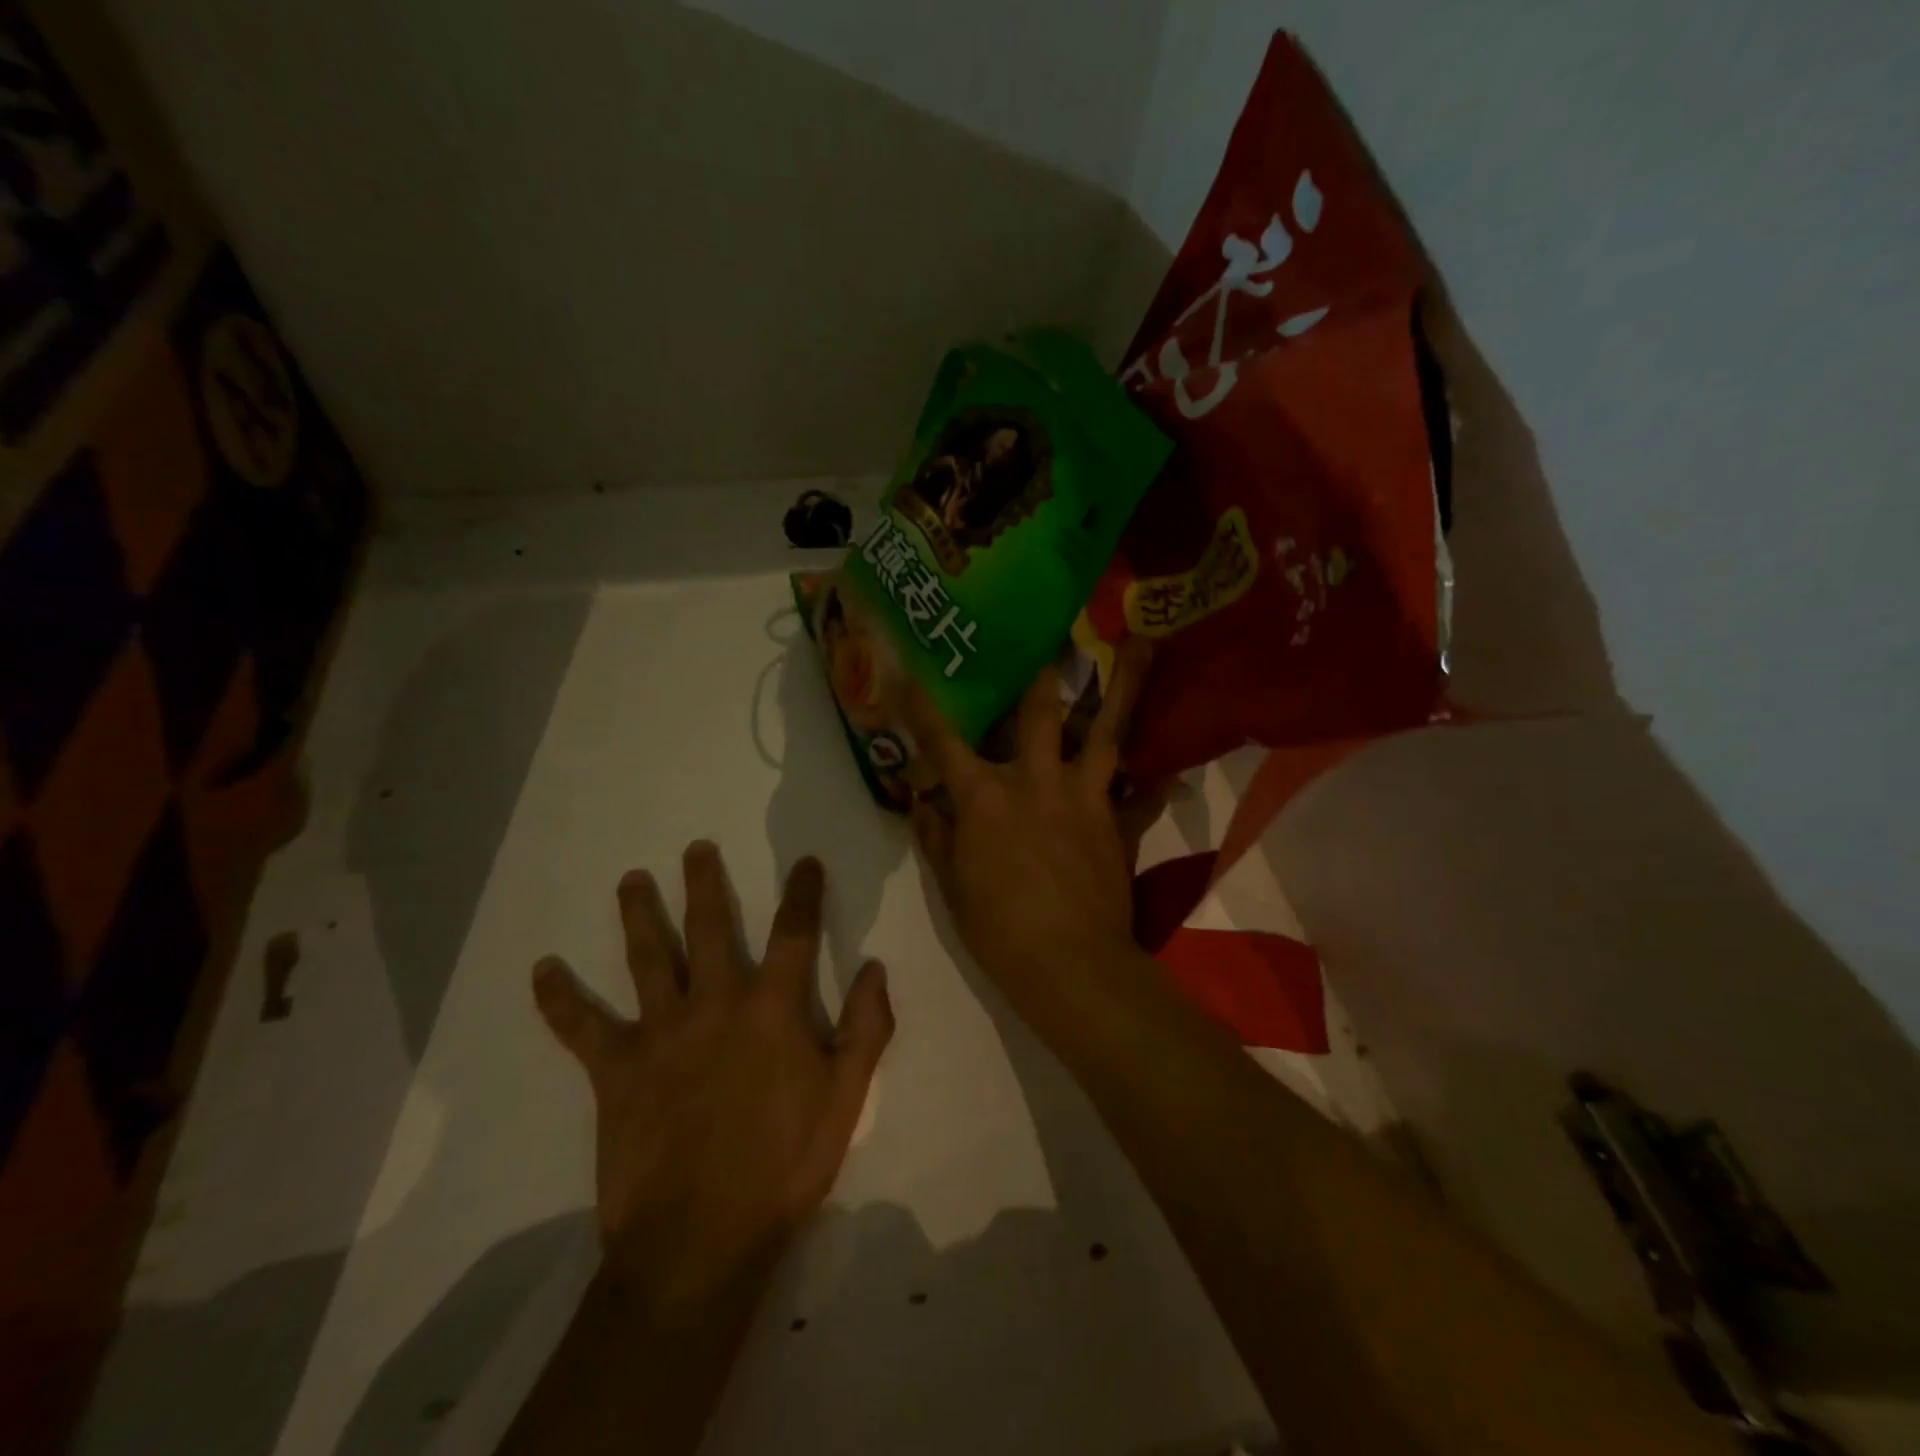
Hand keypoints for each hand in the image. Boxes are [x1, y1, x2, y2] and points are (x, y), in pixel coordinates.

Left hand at [531, 843, 893, 1312]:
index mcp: (772, 1008)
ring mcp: (661, 1032)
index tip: (805, 862)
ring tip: (630, 881)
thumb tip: (875, 967)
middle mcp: (715, 1003)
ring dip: (638, 915)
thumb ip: (866, 1028)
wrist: (701, 1240)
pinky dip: (559, 999)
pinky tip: (541, 971)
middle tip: (695, 848)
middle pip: (708, 928)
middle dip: (704, 884)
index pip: (794, 933)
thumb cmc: (783, 1166)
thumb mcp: (846, 1098)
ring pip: (647, 959)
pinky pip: (581, 1027)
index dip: (803, 893)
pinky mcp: (616, 1070)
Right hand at [900, 639, 1165, 1024]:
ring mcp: (1084, 797)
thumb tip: (922, 805)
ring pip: (1107, 731)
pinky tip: (1171, 769)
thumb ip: (937, 839)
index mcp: (985, 797)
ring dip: (1125, 686)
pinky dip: (1156, 784)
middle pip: (1040, 712)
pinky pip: (1142, 796)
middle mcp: (1035, 781)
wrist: (1070, 965)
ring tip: (1144, 645)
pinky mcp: (1118, 822)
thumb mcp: (952, 887)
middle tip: (1057, 624)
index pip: (942, 742)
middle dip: (1044, 667)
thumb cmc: (999, 929)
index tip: (907, 669)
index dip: (921, 705)